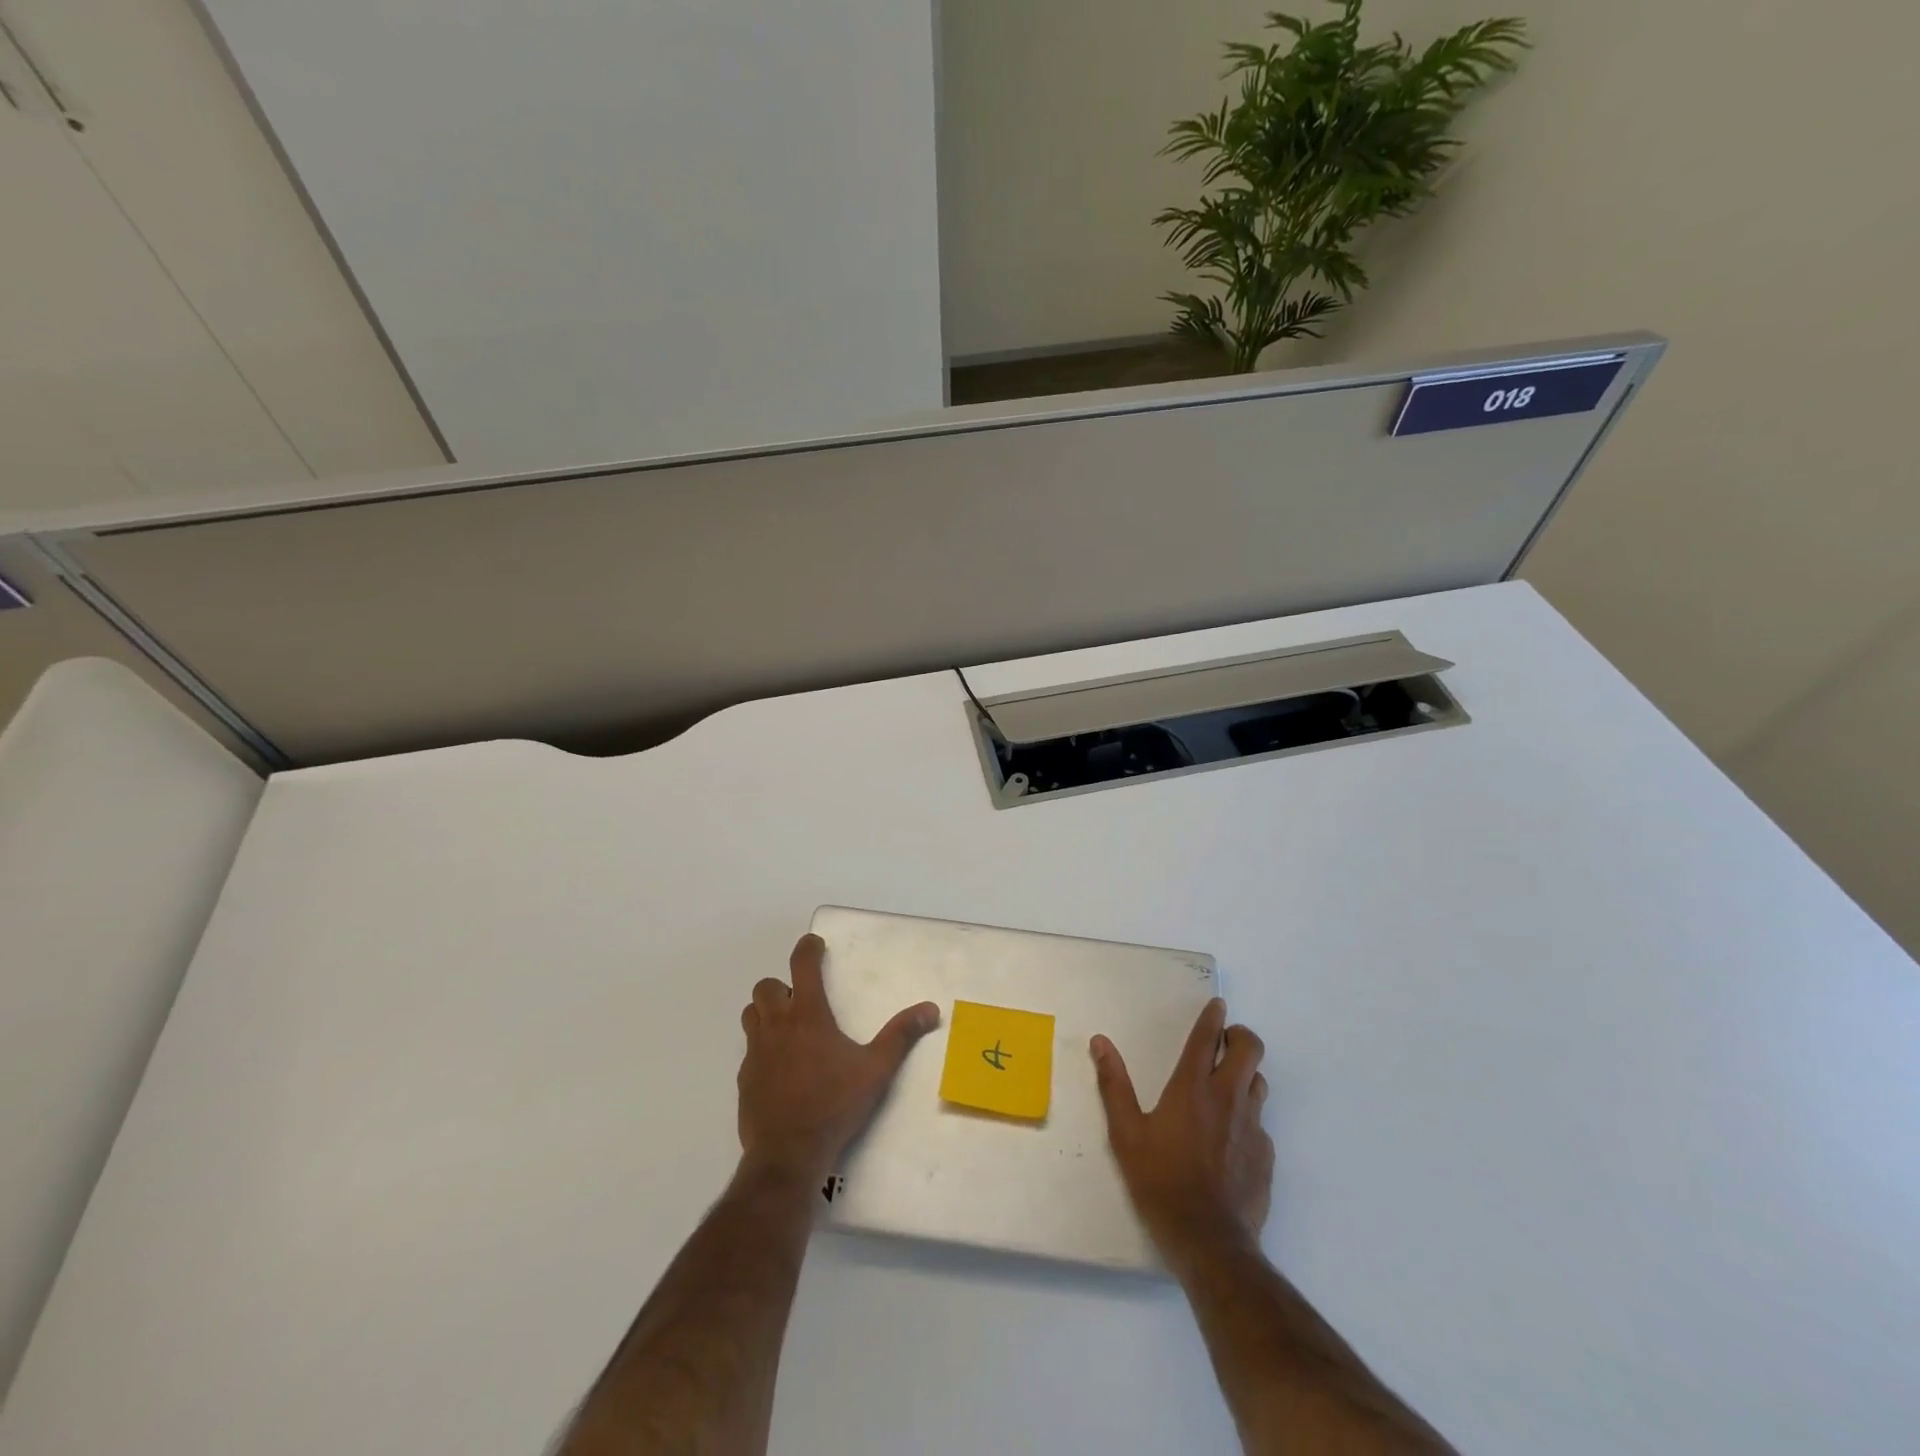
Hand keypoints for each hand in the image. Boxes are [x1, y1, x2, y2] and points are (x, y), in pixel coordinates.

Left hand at [736, 933, 940, 1184]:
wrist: (788, 1154)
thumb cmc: (834, 1105)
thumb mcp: (876, 1070)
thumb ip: (901, 1036)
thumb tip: (930, 1008)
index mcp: (808, 1015)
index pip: (801, 965)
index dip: (807, 948)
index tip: (814, 944)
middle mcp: (777, 1025)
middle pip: (767, 987)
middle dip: (782, 985)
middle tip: (802, 999)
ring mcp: (756, 1052)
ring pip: (751, 1013)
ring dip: (766, 1011)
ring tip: (787, 1026)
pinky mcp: (744, 1077)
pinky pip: (749, 1048)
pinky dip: (761, 1045)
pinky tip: (779, 1066)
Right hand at [1092, 998, 1272, 1262]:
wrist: (1210, 1242)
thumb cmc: (1160, 1182)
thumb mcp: (1126, 1134)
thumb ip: (1114, 1084)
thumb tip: (1100, 1042)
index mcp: (1192, 1088)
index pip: (1207, 1038)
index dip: (1213, 1017)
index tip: (1218, 1004)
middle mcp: (1227, 1098)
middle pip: (1250, 1049)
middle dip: (1240, 1037)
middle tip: (1224, 1043)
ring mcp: (1252, 1126)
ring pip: (1258, 1082)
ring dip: (1245, 1075)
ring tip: (1227, 1086)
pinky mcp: (1266, 1155)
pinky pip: (1260, 1122)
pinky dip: (1248, 1117)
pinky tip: (1231, 1139)